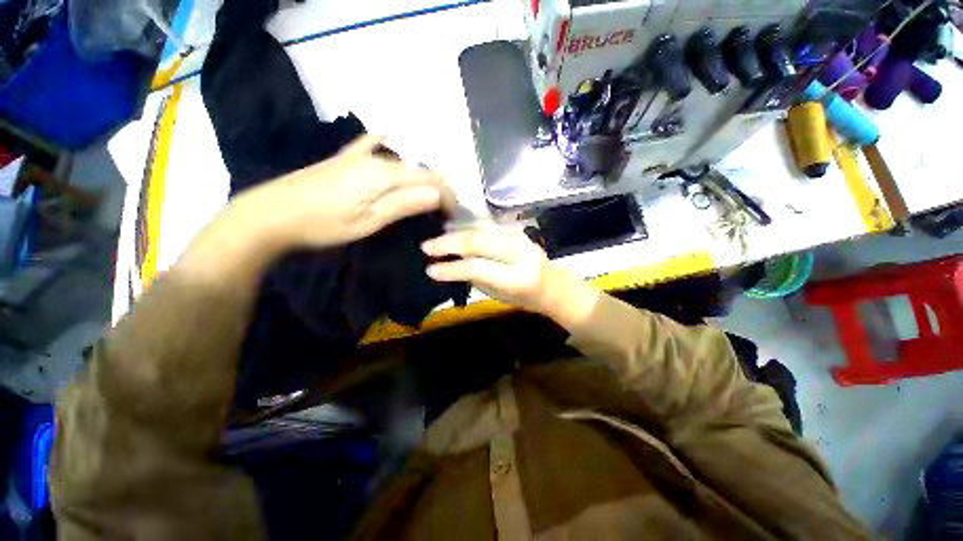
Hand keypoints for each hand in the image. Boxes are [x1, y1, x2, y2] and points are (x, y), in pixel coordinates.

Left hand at [177, 135, 454, 287]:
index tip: (451, 218)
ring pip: (404, 161)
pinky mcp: (345, 158)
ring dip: (422, 178)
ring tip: (427, 198)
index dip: (447, 197)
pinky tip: (390, 135)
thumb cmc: (323, 224)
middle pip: (421, 170)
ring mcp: (359, 155)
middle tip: (443, 213)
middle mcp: (377, 158)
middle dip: (439, 190)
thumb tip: (438, 194)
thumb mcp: (369, 221)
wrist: (271, 214)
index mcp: (385, 174)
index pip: (431, 180)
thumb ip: (404, 204)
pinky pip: (372, 143)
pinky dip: (386, 142)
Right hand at [421, 226, 599, 325]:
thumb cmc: (526, 299)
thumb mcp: (499, 296)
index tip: (429, 269)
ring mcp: (520, 238)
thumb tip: (452, 265)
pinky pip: (489, 226)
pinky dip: (469, 227)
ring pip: (482, 230)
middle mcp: (519, 253)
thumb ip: (477, 279)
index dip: (451, 268)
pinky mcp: (518, 231)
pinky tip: (455, 229)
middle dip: (449, 243)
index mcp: (516, 277)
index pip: (477, 267)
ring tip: (436, 236)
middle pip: (478, 242)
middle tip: (427, 246)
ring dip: (457, 232)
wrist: (554, 286)